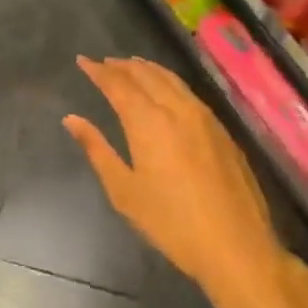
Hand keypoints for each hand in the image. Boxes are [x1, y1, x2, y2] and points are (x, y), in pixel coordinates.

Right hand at [68, 57, 290, 307]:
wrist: (237, 247)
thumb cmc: (172, 223)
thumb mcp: (125, 191)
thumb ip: (97, 150)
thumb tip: (71, 119)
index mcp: (148, 121)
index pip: (118, 84)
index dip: (98, 70)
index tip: (83, 60)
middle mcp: (176, 108)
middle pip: (145, 74)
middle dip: (122, 66)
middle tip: (105, 63)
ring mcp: (203, 117)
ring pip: (171, 79)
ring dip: (147, 69)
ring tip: (132, 66)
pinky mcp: (222, 130)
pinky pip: (188, 91)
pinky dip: (169, 81)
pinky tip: (167, 90)